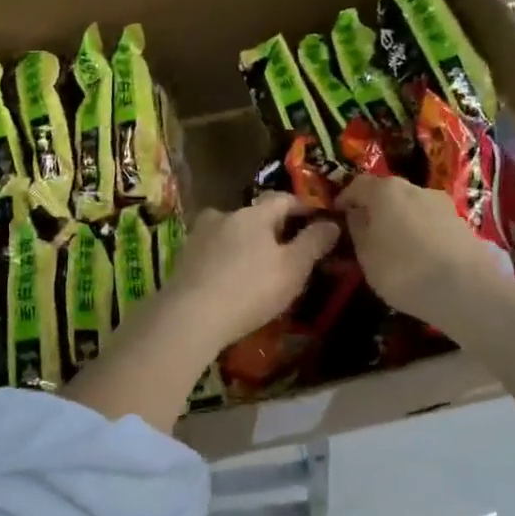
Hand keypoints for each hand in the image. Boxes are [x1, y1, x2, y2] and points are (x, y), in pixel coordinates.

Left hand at [163, 194, 340, 352]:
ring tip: (256, 267)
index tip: (317, 219)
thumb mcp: (293, 268)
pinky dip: (224, 259)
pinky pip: (212, 251)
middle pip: (254, 215)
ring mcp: (199, 235)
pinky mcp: (183, 257)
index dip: (302, 207)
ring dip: (244, 243)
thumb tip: (331, 222)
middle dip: (271, 228)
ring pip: (230, 232)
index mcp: (254, 214)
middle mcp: (224, 215)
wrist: (190, 315)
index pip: (283, 199)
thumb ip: (314, 242)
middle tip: (286, 250)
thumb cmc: (250, 289)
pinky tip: (229, 279)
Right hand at [335, 175, 514, 331]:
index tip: (337, 215)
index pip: (357, 184)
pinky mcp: (463, 224)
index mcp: (386, 190)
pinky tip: (419, 256)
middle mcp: (415, 188)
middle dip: (375, 209)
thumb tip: (356, 214)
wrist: (467, 290)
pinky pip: (431, 223)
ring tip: (394, 247)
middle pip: (388, 193)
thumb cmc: (403, 269)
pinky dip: (420, 233)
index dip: (345, 198)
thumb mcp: (366, 254)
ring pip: (412, 207)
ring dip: (400, 221)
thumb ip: (357, 229)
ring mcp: (443, 204)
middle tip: (366, 232)